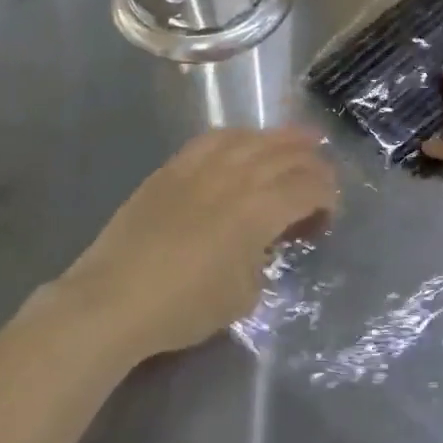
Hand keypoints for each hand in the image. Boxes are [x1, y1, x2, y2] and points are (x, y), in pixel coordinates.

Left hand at [57, 127, 338, 358]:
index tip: (327, 214)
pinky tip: (244, 141)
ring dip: (281, 138)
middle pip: (286, 154)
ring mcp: (203, 165)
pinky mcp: (174, 166)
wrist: (114, 298)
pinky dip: (239, 136)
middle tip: (323, 174)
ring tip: (299, 139)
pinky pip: (214, 138)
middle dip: (312, 162)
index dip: (327, 196)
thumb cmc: (184, 306)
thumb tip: (262, 240)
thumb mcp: (243, 294)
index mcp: (260, 209)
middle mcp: (237, 175)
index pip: (308, 187)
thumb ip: (263, 258)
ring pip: (252, 138)